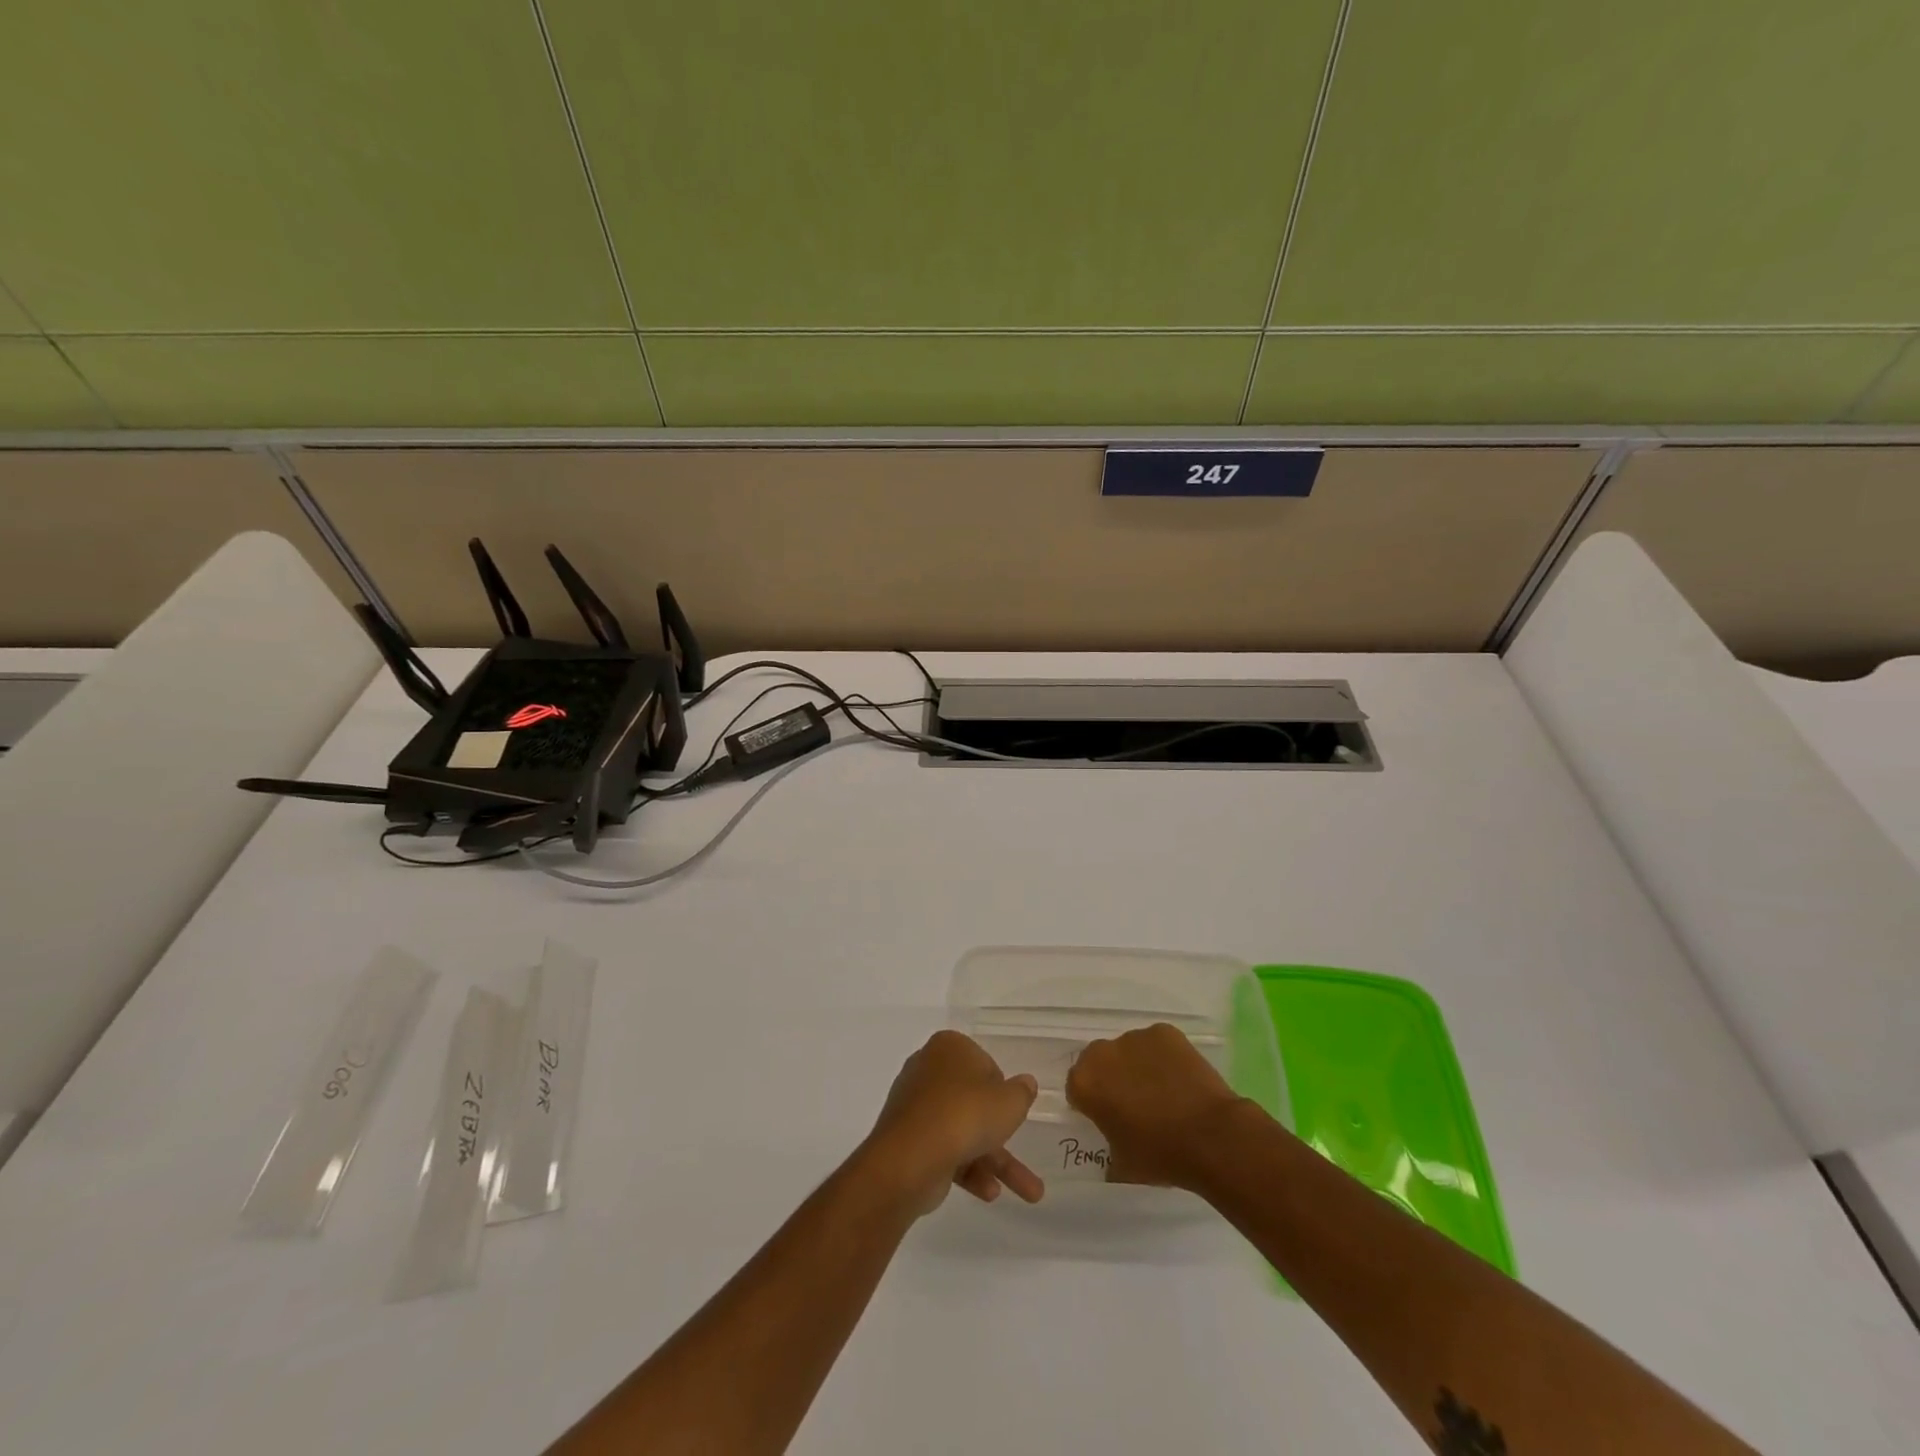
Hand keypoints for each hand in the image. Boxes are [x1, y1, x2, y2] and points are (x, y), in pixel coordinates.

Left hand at [861, 1031, 1042, 1215]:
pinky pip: (945, 1149)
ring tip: (1030, 1193)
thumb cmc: (965, 1114)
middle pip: (972, 1100)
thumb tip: (1026, 1084)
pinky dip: (968, 1169)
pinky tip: (989, 1192)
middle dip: (1000, 1132)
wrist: (911, 1157)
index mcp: (949, 1048)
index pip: (984, 1064)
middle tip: (1021, 1148)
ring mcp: (916, 1107)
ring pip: (962, 1130)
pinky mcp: (908, 1140)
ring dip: (994, 1161)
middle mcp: (928, 1071)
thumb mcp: (1009, 1102)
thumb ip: (1022, 1093)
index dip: (1001, 1089)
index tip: (1011, 1109)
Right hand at [1066, 1023, 1250, 1189]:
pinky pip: (1157, 1044)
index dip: (1092, 1103)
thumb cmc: (1160, 1154)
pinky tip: (1181, 1081)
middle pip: (1101, 1062)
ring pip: (1130, 1050)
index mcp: (1085, 1082)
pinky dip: (1164, 1058)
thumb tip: (1113, 1150)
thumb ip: (1108, 1147)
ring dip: (1138, 1066)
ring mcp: (1135, 1037)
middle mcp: (1103, 1052)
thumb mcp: (1122, 1164)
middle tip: (1135, 1104)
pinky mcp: (1165, 1032)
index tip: (1109, 1118)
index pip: (1077, 1087)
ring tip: (1164, 1092)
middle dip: (1112, 1078)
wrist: (1211, 1136)